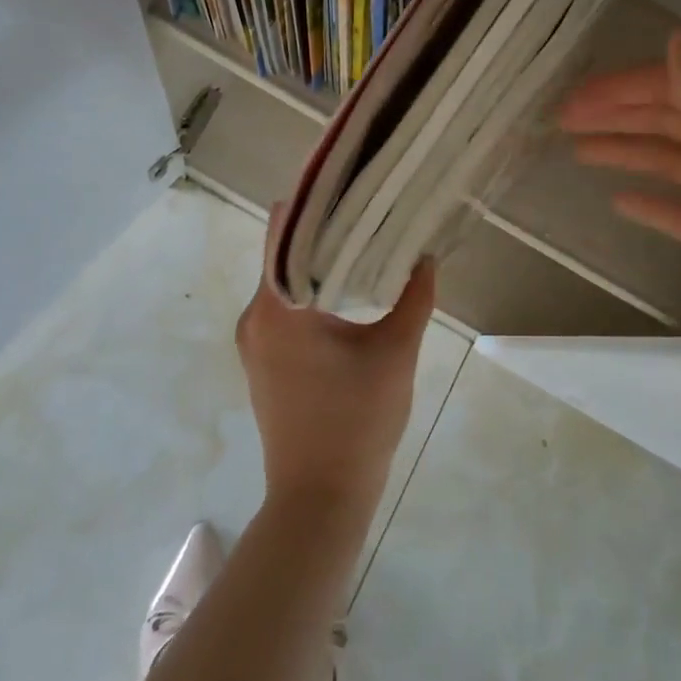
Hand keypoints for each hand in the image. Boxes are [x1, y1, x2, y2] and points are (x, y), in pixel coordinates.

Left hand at [237, 209, 436, 521]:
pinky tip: (346, 286)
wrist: (319, 499)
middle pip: (284, 252)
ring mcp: (254, 341)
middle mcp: (255, 316)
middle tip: (366, 206)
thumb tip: (426, 257)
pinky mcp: (263, 360)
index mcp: (277, 306)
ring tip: (362, 238)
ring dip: (317, 261)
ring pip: (284, 280)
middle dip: (323, 229)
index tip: (347, 181)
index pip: (285, 230)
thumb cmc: (356, 423)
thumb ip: (414, 298)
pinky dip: (311, 290)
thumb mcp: (395, 353)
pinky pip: (283, 306)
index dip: (314, 202)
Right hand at [560, 27, 680, 386]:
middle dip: (617, 116)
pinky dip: (655, 201)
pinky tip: (622, 203)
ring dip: (628, 151)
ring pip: (675, 160)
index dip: (621, 89)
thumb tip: (680, 35)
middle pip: (672, 118)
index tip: (573, 101)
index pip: (676, 85)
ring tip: (580, 153)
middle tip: (563, 122)